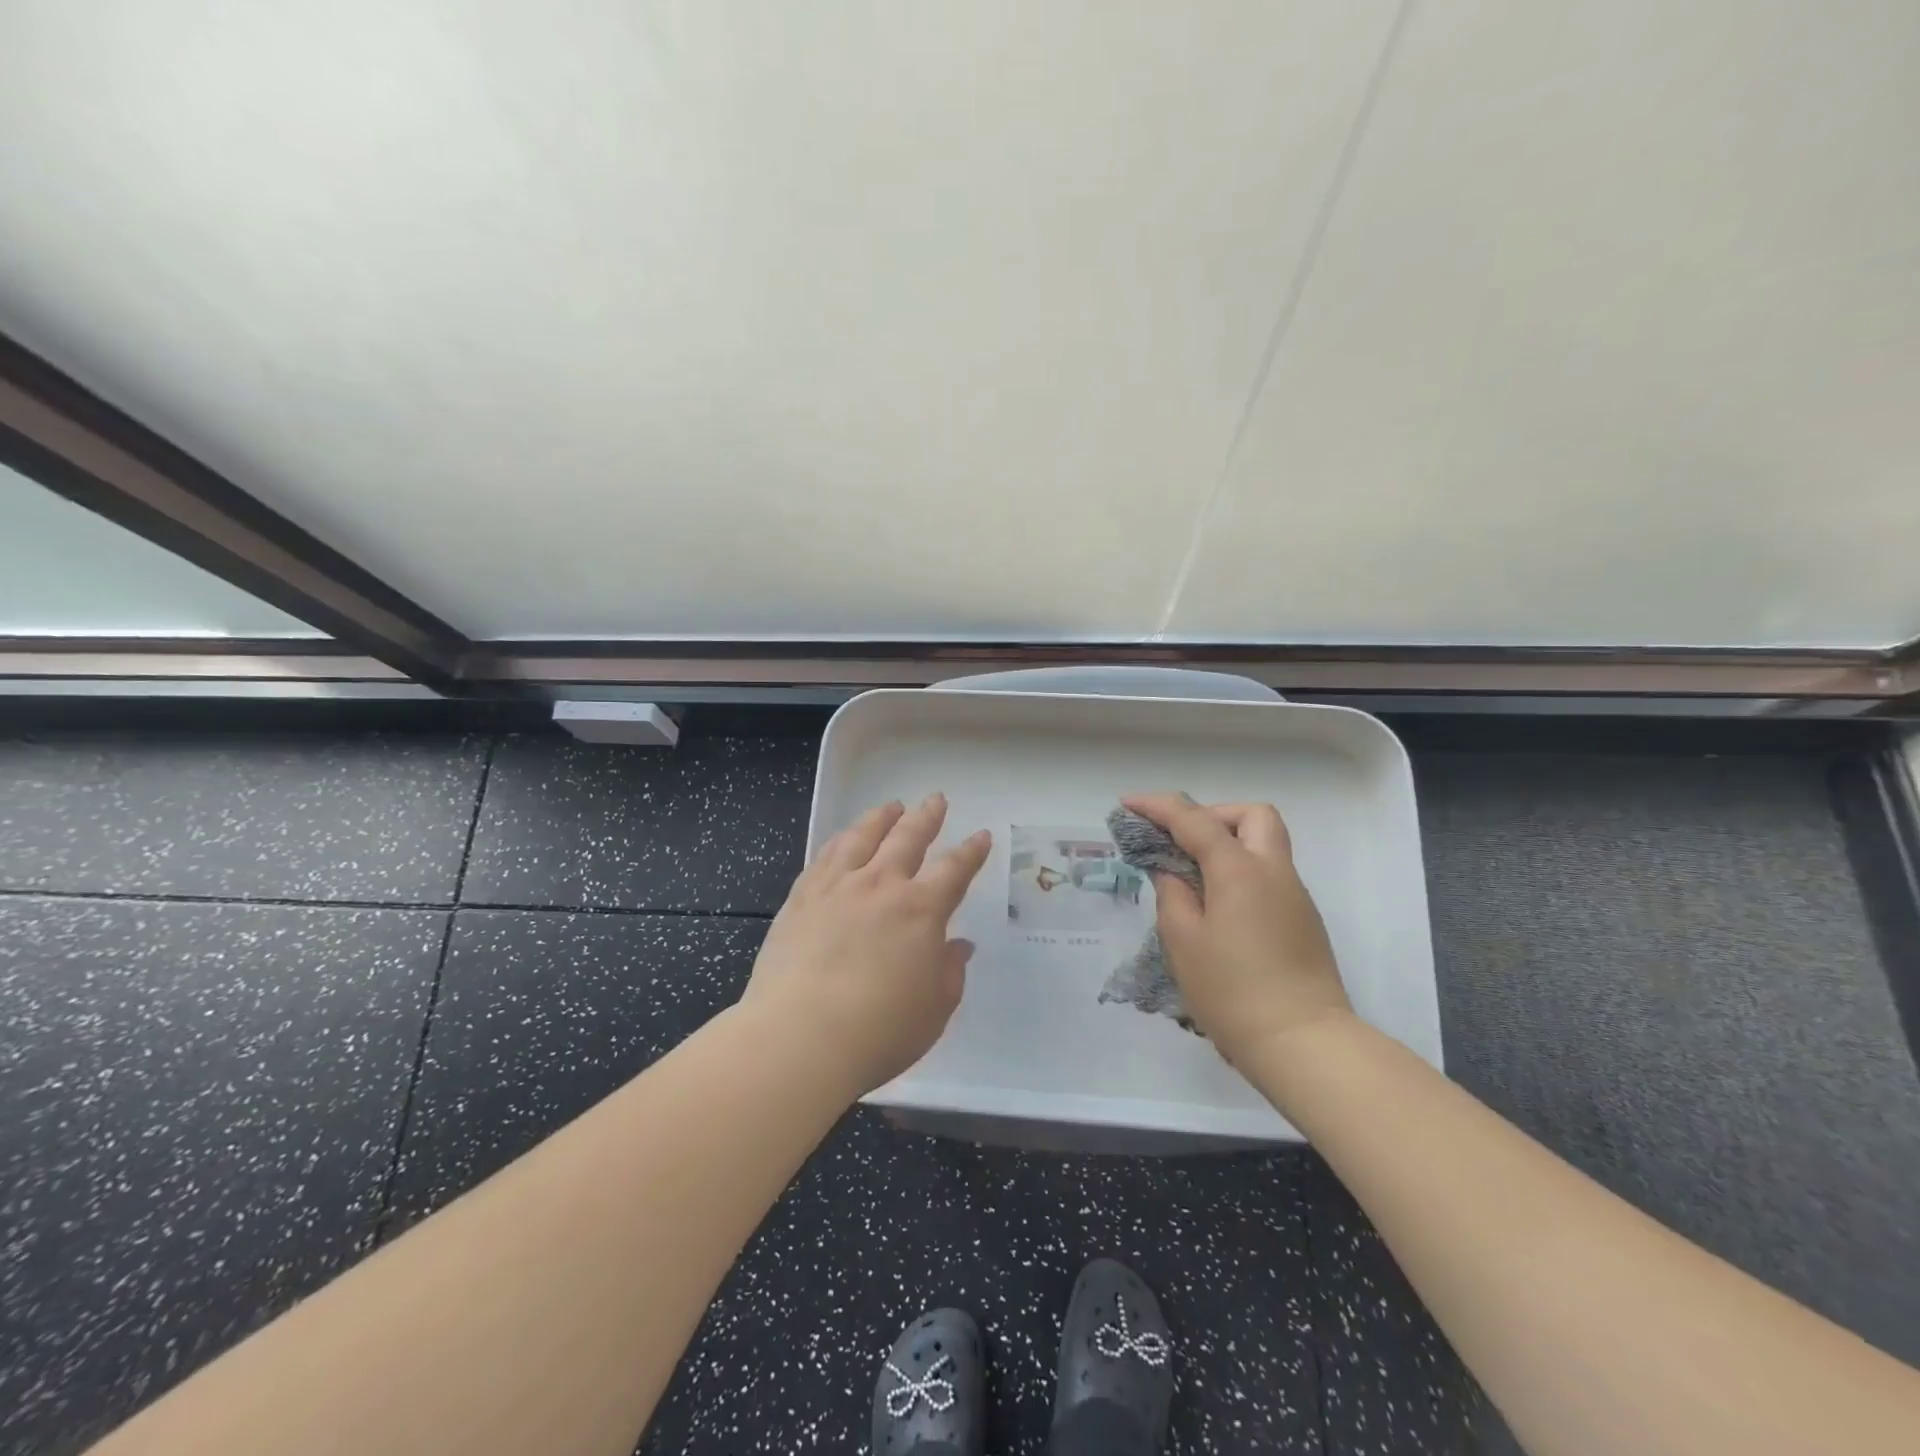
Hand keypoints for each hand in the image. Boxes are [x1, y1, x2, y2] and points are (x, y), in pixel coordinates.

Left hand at [744, 794, 991, 1096]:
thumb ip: (949, 971)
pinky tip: (842, 839)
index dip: (971, 852)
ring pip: (862, 837)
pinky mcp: (801, 898)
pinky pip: (825, 856)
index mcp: (921, 909)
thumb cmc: (880, 1030)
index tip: (980, 836)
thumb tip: (958, 946)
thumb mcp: (934, 1009)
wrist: (801, 1037)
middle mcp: (881, 885)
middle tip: (935, 800)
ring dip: (880, 818)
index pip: (954, 870)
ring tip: (890, 807)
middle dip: (926, 817)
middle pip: (908, 838)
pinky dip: (840, 840)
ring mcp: (837, 887)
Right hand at [1122, 793, 1350, 1062]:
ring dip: (1228, 843)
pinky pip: (1269, 874)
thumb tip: (1172, 872)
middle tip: (1180, 841)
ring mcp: (1294, 895)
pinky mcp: (1303, 920)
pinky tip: (1218, 906)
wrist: (1302, 1042)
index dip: (1157, 806)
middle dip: (1212, 815)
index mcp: (1239, 870)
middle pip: (1251, 815)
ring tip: (1193, 876)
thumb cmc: (1232, 991)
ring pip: (1265, 843)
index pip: (1193, 819)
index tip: (1127, 804)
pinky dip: (1241, 870)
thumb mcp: (1183, 941)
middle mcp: (1273, 871)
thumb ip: (1172, 894)